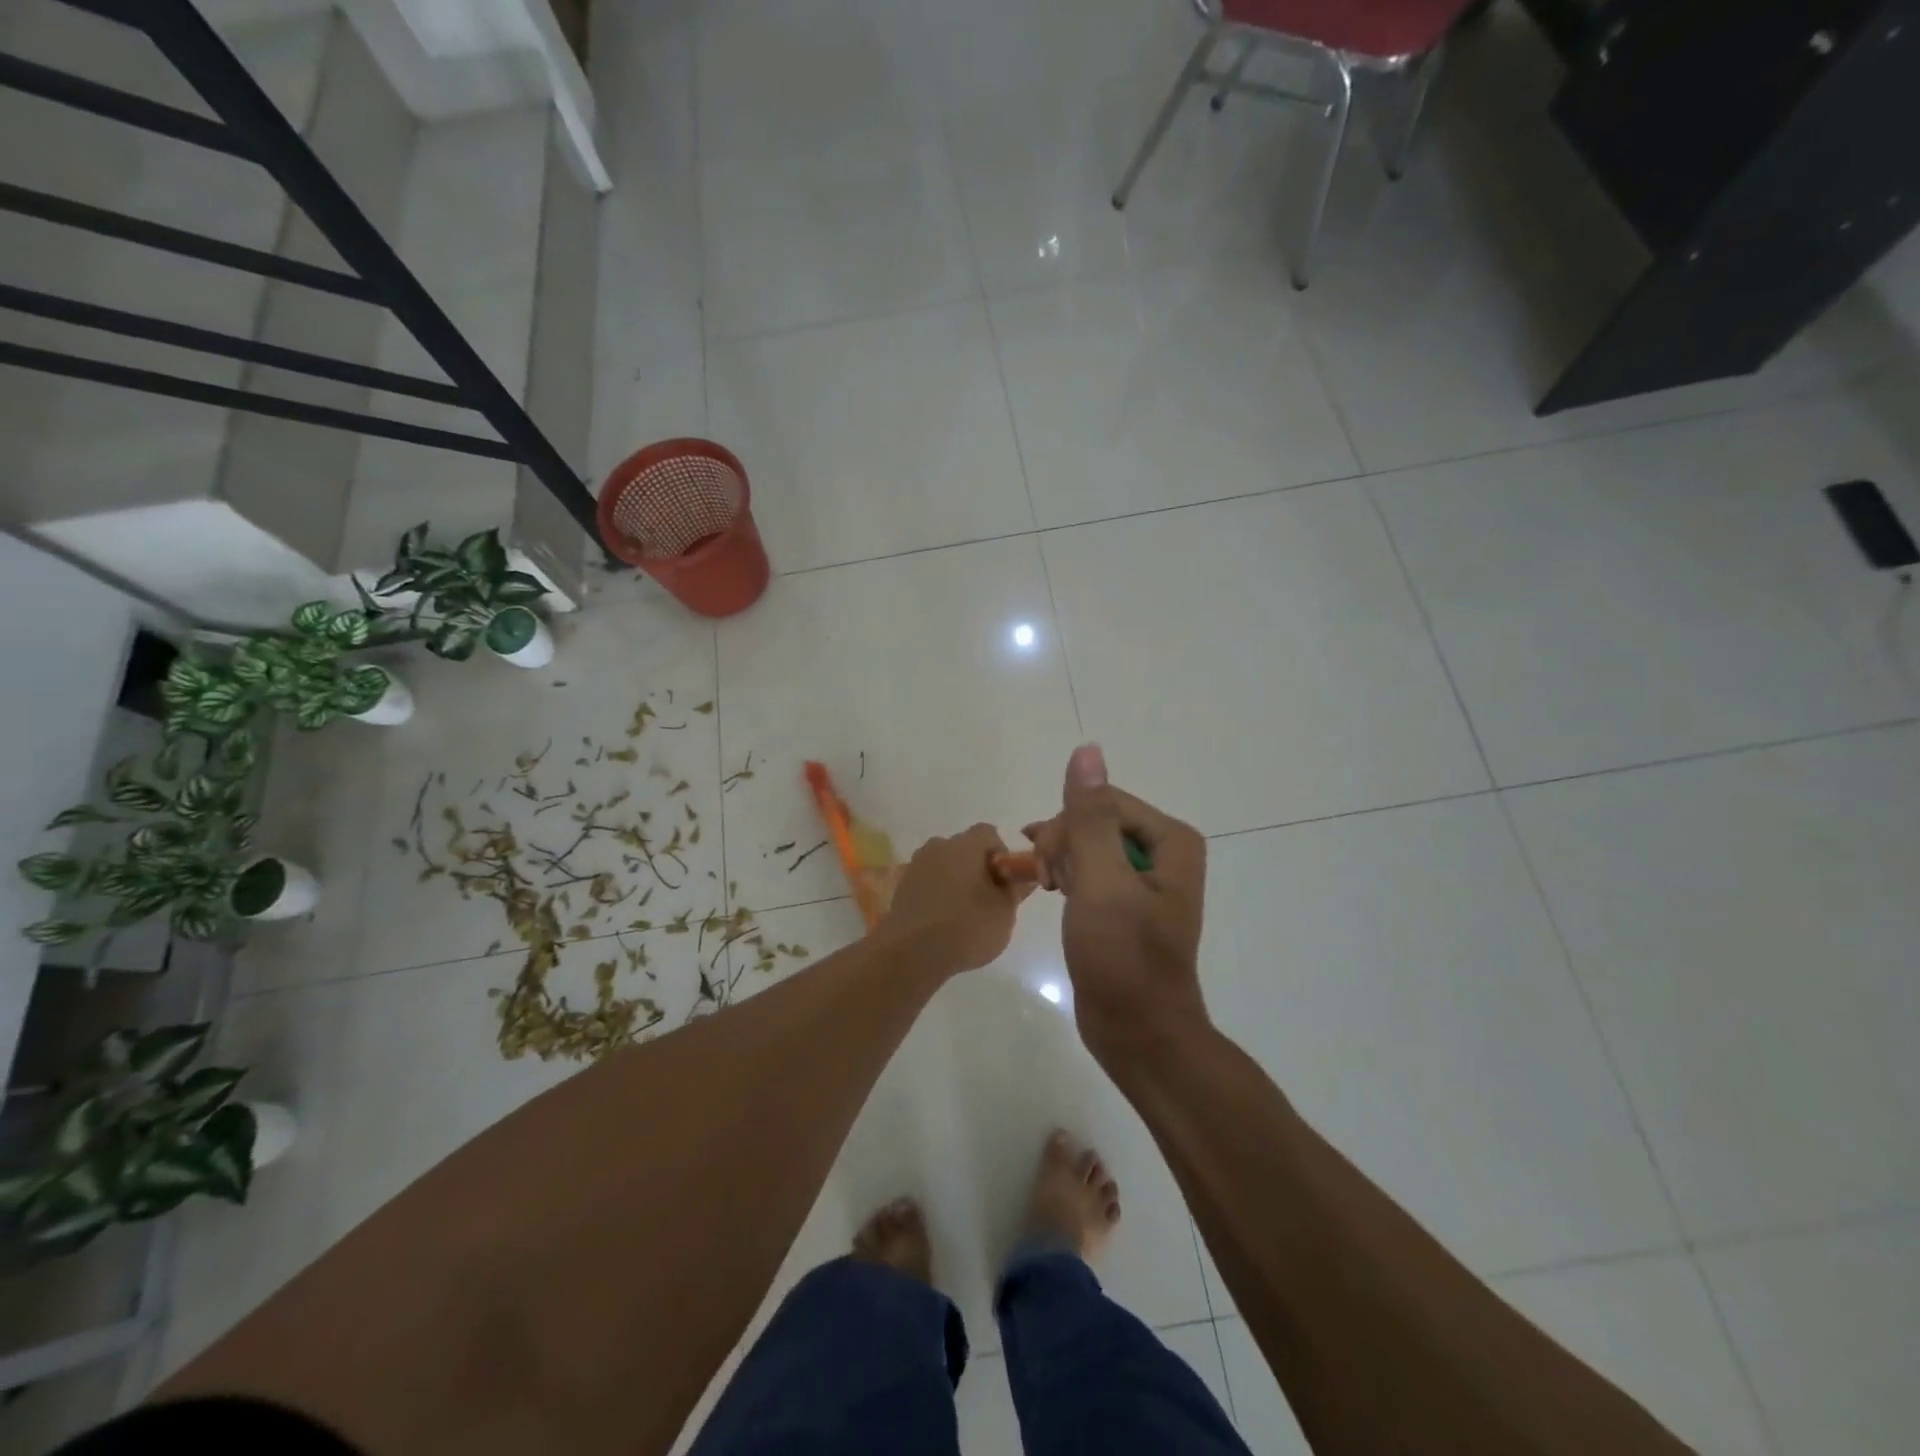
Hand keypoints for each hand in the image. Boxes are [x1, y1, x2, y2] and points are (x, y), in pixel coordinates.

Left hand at [879, 824, 1031, 976]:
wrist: (911, 954)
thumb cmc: (966, 927)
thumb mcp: (1004, 912)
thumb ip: (1016, 890)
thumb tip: (1024, 876)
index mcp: (964, 845)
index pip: (988, 834)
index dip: (1002, 854)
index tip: (1005, 882)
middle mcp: (937, 847)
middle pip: (965, 849)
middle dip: (979, 869)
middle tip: (989, 901)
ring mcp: (916, 866)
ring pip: (945, 866)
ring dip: (957, 882)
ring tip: (965, 915)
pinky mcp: (902, 887)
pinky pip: (929, 882)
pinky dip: (939, 894)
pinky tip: (943, 922)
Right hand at [1023, 746, 1208, 1063]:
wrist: (1138, 1033)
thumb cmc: (1122, 957)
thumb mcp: (1102, 882)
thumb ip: (1090, 816)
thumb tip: (1087, 749)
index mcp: (1171, 840)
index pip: (1103, 802)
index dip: (1068, 828)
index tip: (1046, 866)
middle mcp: (1164, 852)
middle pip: (1096, 821)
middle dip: (1064, 845)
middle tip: (1045, 882)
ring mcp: (1146, 879)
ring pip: (1089, 844)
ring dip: (1062, 861)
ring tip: (1048, 890)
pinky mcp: (1127, 904)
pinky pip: (1092, 870)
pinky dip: (1069, 877)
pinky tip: (1055, 893)